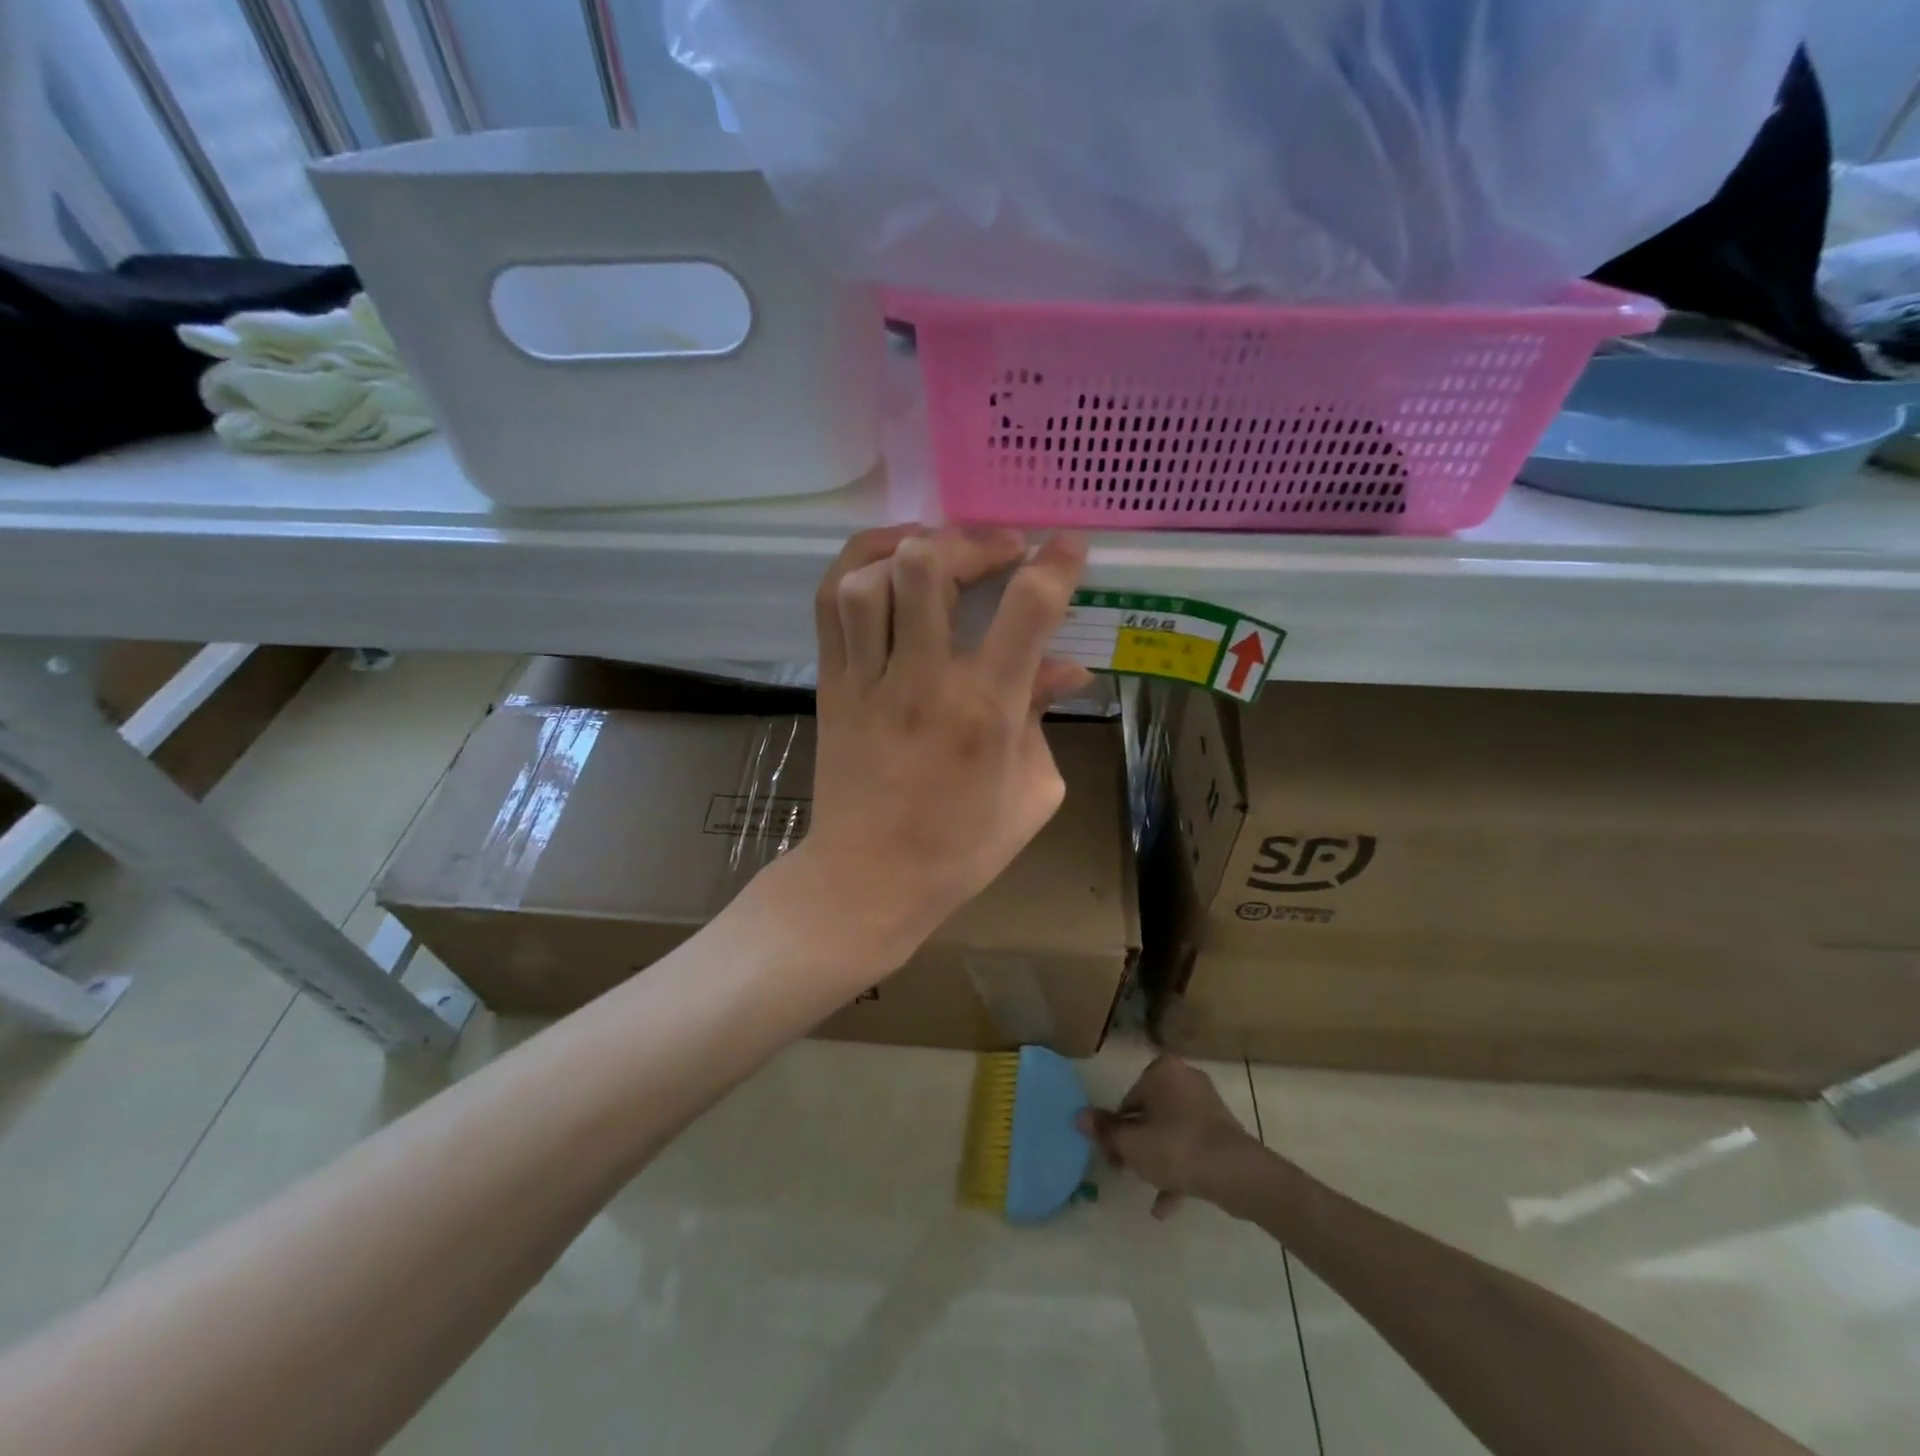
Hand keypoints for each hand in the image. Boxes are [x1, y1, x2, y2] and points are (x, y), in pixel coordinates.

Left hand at [795, 525, 1089, 971]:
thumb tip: (1065, 668)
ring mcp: (867, 679)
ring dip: (912, 547)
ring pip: (873, 578)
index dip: (1055, 564)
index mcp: (986, 711)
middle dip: (973, 542)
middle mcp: (923, 681)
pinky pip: (831, 604)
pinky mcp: (831, 683)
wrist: (868, 879)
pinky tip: (887, 561)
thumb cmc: (961, 848)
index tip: (1066, 546)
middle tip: (998, 554)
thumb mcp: (1031, 793)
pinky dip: (857, 564)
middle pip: (930, 568)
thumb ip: (1045, 720)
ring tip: (939, 552)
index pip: (1027, 609)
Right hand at [1079, 1056, 1263, 1218]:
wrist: (1236, 1174)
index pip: (1129, 1099)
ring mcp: (1207, 1105)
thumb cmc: (1177, 1148)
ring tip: (1146, 1186)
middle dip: (1138, 1144)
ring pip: (1170, 1131)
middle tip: (1127, 1171)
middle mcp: (1185, 1078)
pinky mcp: (1222, 1131)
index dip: (1117, 1130)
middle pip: (1150, 1113)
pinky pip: (1191, 1146)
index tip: (1113, 1156)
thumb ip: (1104, 1130)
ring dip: (1157, 1158)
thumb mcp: (1132, 1143)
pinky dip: (1179, 1168)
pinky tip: (1165, 1204)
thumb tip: (1078, 1116)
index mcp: (1163, 1070)